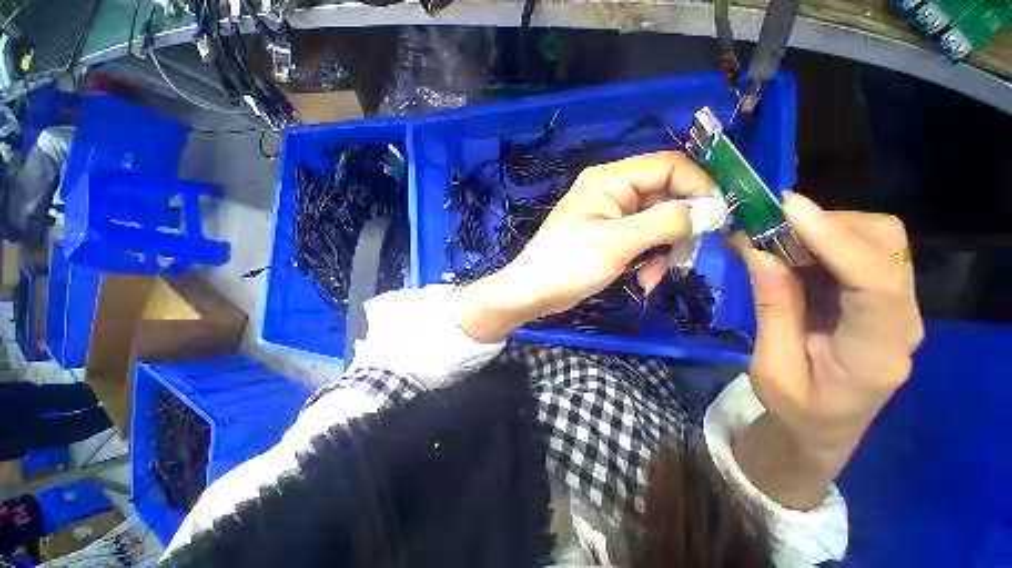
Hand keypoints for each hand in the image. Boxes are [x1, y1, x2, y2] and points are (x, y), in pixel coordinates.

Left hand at [454, 151, 714, 342]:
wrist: (533, 293)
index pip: (670, 166)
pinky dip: (649, 260)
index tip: (719, 218)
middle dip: (679, 229)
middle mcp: (612, 192)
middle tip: (683, 258)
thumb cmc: (567, 265)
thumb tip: (712, 209)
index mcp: (610, 180)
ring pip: (659, 223)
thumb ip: (665, 222)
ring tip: (652, 276)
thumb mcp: (616, 242)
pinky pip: (644, 241)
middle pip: (667, 197)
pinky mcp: (611, 238)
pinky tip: (641, 279)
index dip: (699, 187)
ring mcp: (612, 217)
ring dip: (663, 251)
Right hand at [734, 193, 923, 481]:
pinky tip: (791, 249)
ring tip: (775, 238)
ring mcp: (899, 306)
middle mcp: (903, 322)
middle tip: (769, 226)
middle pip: (886, 246)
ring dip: (825, 227)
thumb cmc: (797, 409)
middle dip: (828, 224)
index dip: (834, 239)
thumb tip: (759, 250)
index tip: (786, 209)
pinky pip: (863, 250)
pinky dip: (824, 238)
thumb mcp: (771, 367)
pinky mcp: (884, 297)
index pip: (874, 283)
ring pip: (878, 239)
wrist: (827, 428)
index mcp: (876, 354)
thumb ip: (773, 309)